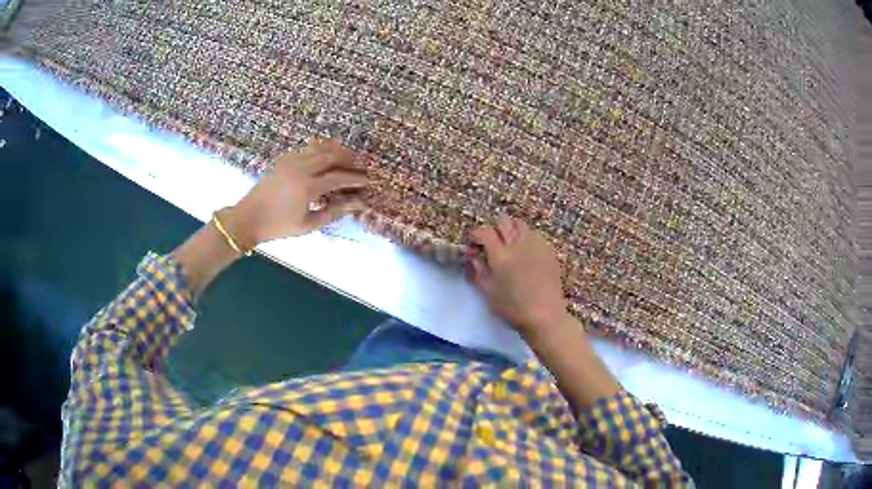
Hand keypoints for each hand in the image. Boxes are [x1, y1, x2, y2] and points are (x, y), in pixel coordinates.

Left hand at [225, 139, 368, 247]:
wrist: (248, 218)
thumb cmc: (279, 226)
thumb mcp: (308, 224)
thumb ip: (334, 212)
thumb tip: (358, 204)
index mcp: (306, 187)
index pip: (338, 178)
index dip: (355, 179)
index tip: (368, 182)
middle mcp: (300, 169)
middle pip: (332, 155)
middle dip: (349, 160)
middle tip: (360, 168)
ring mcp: (291, 161)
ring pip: (320, 148)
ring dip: (336, 152)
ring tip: (347, 160)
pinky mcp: (284, 159)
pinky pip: (308, 149)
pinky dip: (321, 150)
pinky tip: (326, 157)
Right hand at [467, 216, 567, 334]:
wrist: (545, 316)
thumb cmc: (513, 308)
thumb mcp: (488, 293)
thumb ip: (478, 271)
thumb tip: (472, 256)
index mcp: (501, 256)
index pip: (485, 232)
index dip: (476, 235)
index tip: (473, 243)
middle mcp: (518, 245)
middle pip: (504, 222)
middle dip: (494, 229)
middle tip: (491, 244)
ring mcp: (536, 246)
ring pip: (521, 225)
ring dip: (511, 230)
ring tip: (510, 245)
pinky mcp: (549, 251)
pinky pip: (535, 236)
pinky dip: (526, 239)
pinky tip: (526, 253)